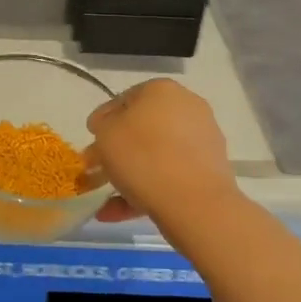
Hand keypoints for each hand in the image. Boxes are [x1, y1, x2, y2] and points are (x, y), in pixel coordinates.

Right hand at [87, 79, 240, 225]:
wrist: (194, 202)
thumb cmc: (143, 156)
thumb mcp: (106, 133)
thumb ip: (102, 124)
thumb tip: (106, 125)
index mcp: (162, 90)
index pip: (125, 98)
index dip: (104, 120)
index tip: (91, 140)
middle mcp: (187, 108)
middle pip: (143, 128)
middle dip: (118, 149)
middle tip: (97, 168)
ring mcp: (202, 140)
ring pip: (156, 155)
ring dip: (129, 174)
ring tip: (104, 198)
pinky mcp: (209, 171)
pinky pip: (170, 176)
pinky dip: (145, 191)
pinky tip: (116, 211)